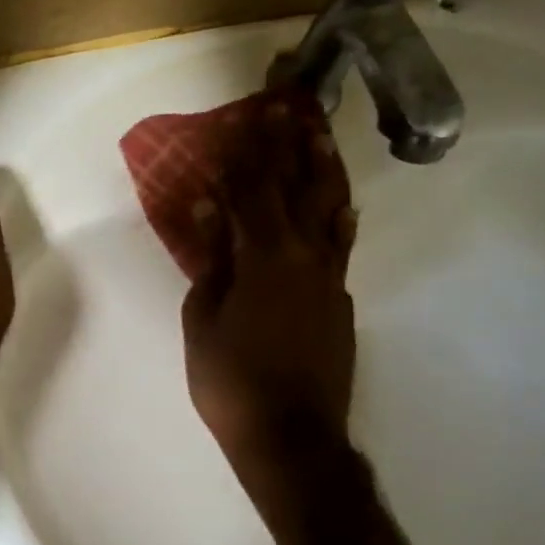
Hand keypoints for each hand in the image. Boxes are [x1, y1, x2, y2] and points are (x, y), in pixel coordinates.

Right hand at [182, 99, 357, 466]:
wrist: (291, 436)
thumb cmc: (231, 380)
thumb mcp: (204, 319)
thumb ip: (210, 259)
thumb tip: (208, 208)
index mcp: (265, 258)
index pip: (254, 192)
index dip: (248, 154)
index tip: (246, 117)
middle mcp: (305, 257)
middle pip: (298, 190)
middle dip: (290, 147)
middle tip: (289, 108)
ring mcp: (329, 279)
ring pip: (330, 212)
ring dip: (322, 172)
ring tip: (319, 137)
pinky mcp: (341, 302)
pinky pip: (341, 246)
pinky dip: (338, 219)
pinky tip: (340, 207)